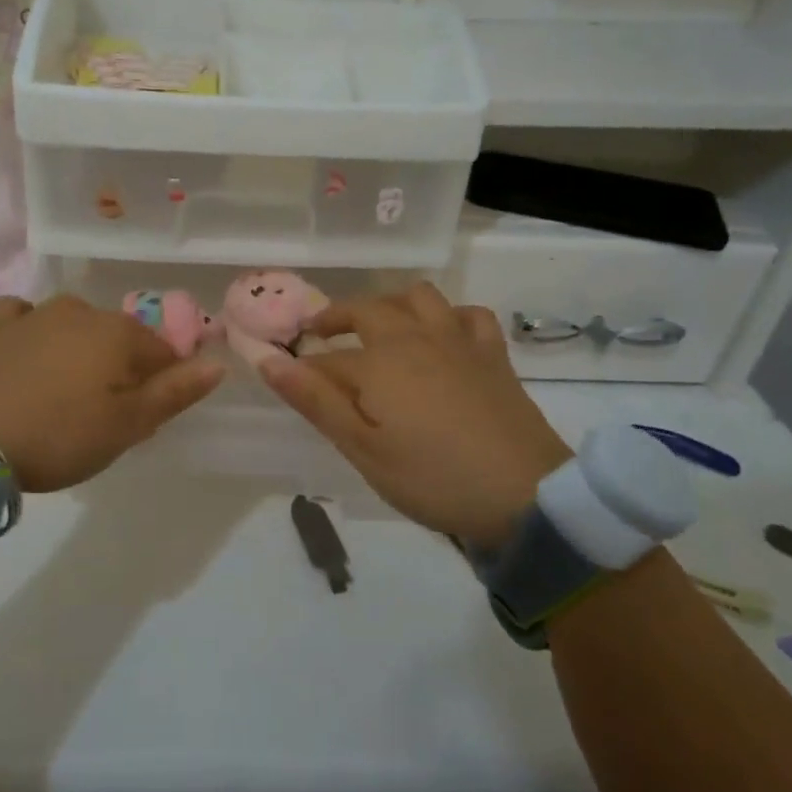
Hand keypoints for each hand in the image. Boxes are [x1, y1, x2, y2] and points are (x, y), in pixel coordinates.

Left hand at [0, 294, 223, 491]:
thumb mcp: (127, 426)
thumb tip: (217, 364)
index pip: (163, 353)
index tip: (142, 421)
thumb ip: (175, 392)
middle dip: (120, 371)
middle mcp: (80, 311)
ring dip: (79, 353)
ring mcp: (32, 315)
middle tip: (101, 417)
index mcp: (120, 333)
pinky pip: (21, 318)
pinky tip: (25, 352)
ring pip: (74, 327)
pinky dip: (31, 332)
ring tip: (63, 395)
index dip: (161, 386)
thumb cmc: (58, 435)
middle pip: (119, 340)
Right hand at [261, 284, 571, 548]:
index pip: (326, 359)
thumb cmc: (432, 478)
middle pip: (366, 311)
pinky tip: (443, 334)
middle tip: (319, 334)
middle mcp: (414, 337)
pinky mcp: (491, 354)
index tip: (287, 376)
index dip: (303, 368)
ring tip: (378, 325)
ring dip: (390, 304)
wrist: (524, 494)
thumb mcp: (363, 449)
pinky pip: (469, 314)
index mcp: (378, 363)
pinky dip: (449, 316)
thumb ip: (315, 401)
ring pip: (418, 297)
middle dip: (336, 318)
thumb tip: (268, 359)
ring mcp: (457, 341)